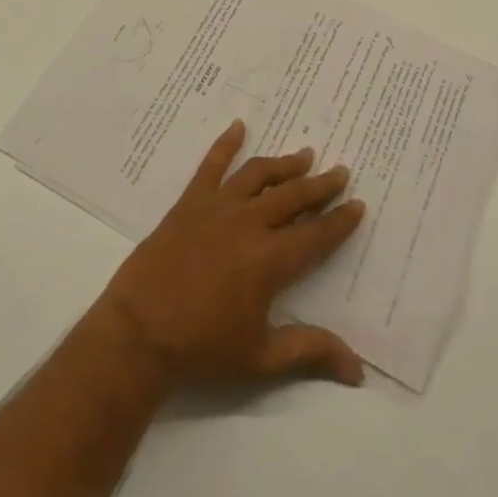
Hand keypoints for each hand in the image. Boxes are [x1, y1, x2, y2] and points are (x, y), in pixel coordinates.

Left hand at [93, 120, 367, 387]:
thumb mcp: (260, 358)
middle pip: (293, 197)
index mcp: (270, 260)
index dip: (339, 221)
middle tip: (340, 171)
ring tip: (304, 154)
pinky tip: (238, 126)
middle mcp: (250, 224)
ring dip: (285, 164)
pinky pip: (211, 165)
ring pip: (259, 176)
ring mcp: (218, 208)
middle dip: (320, 184)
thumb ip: (309, 352)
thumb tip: (358, 370)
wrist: (139, 333)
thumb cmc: (202, 348)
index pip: (316, 235)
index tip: (357, 203)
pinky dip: (226, 144)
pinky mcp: (190, 202)